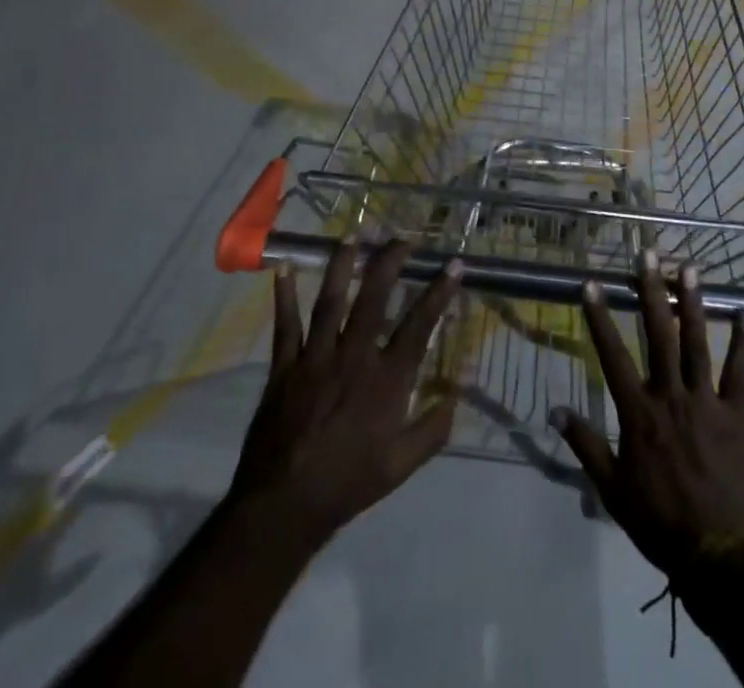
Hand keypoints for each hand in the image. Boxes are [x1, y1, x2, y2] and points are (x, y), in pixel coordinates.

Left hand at [226, 238, 463, 548]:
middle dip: (390, 262)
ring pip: (331, 300)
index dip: (439, 291)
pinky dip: (285, 296)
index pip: (419, 324)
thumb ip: (433, 429)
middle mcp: (354, 356)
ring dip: (342, 265)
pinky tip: (285, 269)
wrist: (285, 506)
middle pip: (374, 297)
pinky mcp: (285, 367)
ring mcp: (317, 357)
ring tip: (351, 237)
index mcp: (386, 379)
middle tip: (401, 240)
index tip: (454, 264)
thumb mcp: (401, 466)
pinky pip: (286, 325)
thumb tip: (458, 395)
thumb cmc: (348, 483)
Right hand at [552, 252, 743, 582]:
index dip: (600, 317)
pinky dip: (742, 343)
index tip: (591, 283)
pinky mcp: (735, 415)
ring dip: (693, 303)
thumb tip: (554, 411)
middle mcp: (671, 396)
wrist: (719, 557)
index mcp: (639, 413)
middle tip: (648, 254)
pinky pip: (738, 372)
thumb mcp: (612, 490)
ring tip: (689, 267)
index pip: (612, 354)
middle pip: (659, 334)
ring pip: (697, 342)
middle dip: (651, 291)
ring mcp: (706, 402)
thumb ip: (585, 445)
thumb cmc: (659, 522)